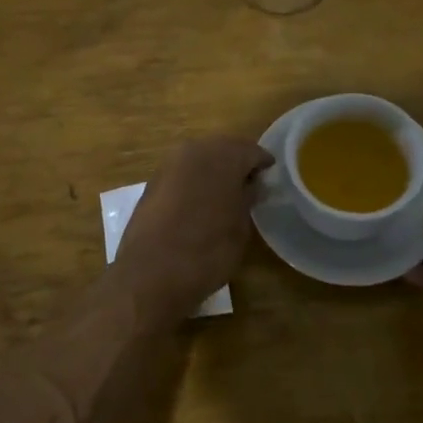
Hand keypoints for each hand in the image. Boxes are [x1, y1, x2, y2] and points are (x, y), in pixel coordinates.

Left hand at [113, 137, 273, 322]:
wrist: (151, 273)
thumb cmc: (207, 250)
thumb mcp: (240, 227)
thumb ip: (247, 198)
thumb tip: (251, 185)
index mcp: (222, 156)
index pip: (251, 150)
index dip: (263, 164)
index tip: (271, 178)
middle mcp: (193, 151)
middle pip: (222, 148)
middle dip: (236, 163)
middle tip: (250, 184)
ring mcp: (168, 166)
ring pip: (199, 159)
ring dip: (213, 171)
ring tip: (225, 195)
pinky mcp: (151, 184)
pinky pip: (181, 174)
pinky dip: (193, 182)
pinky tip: (200, 202)